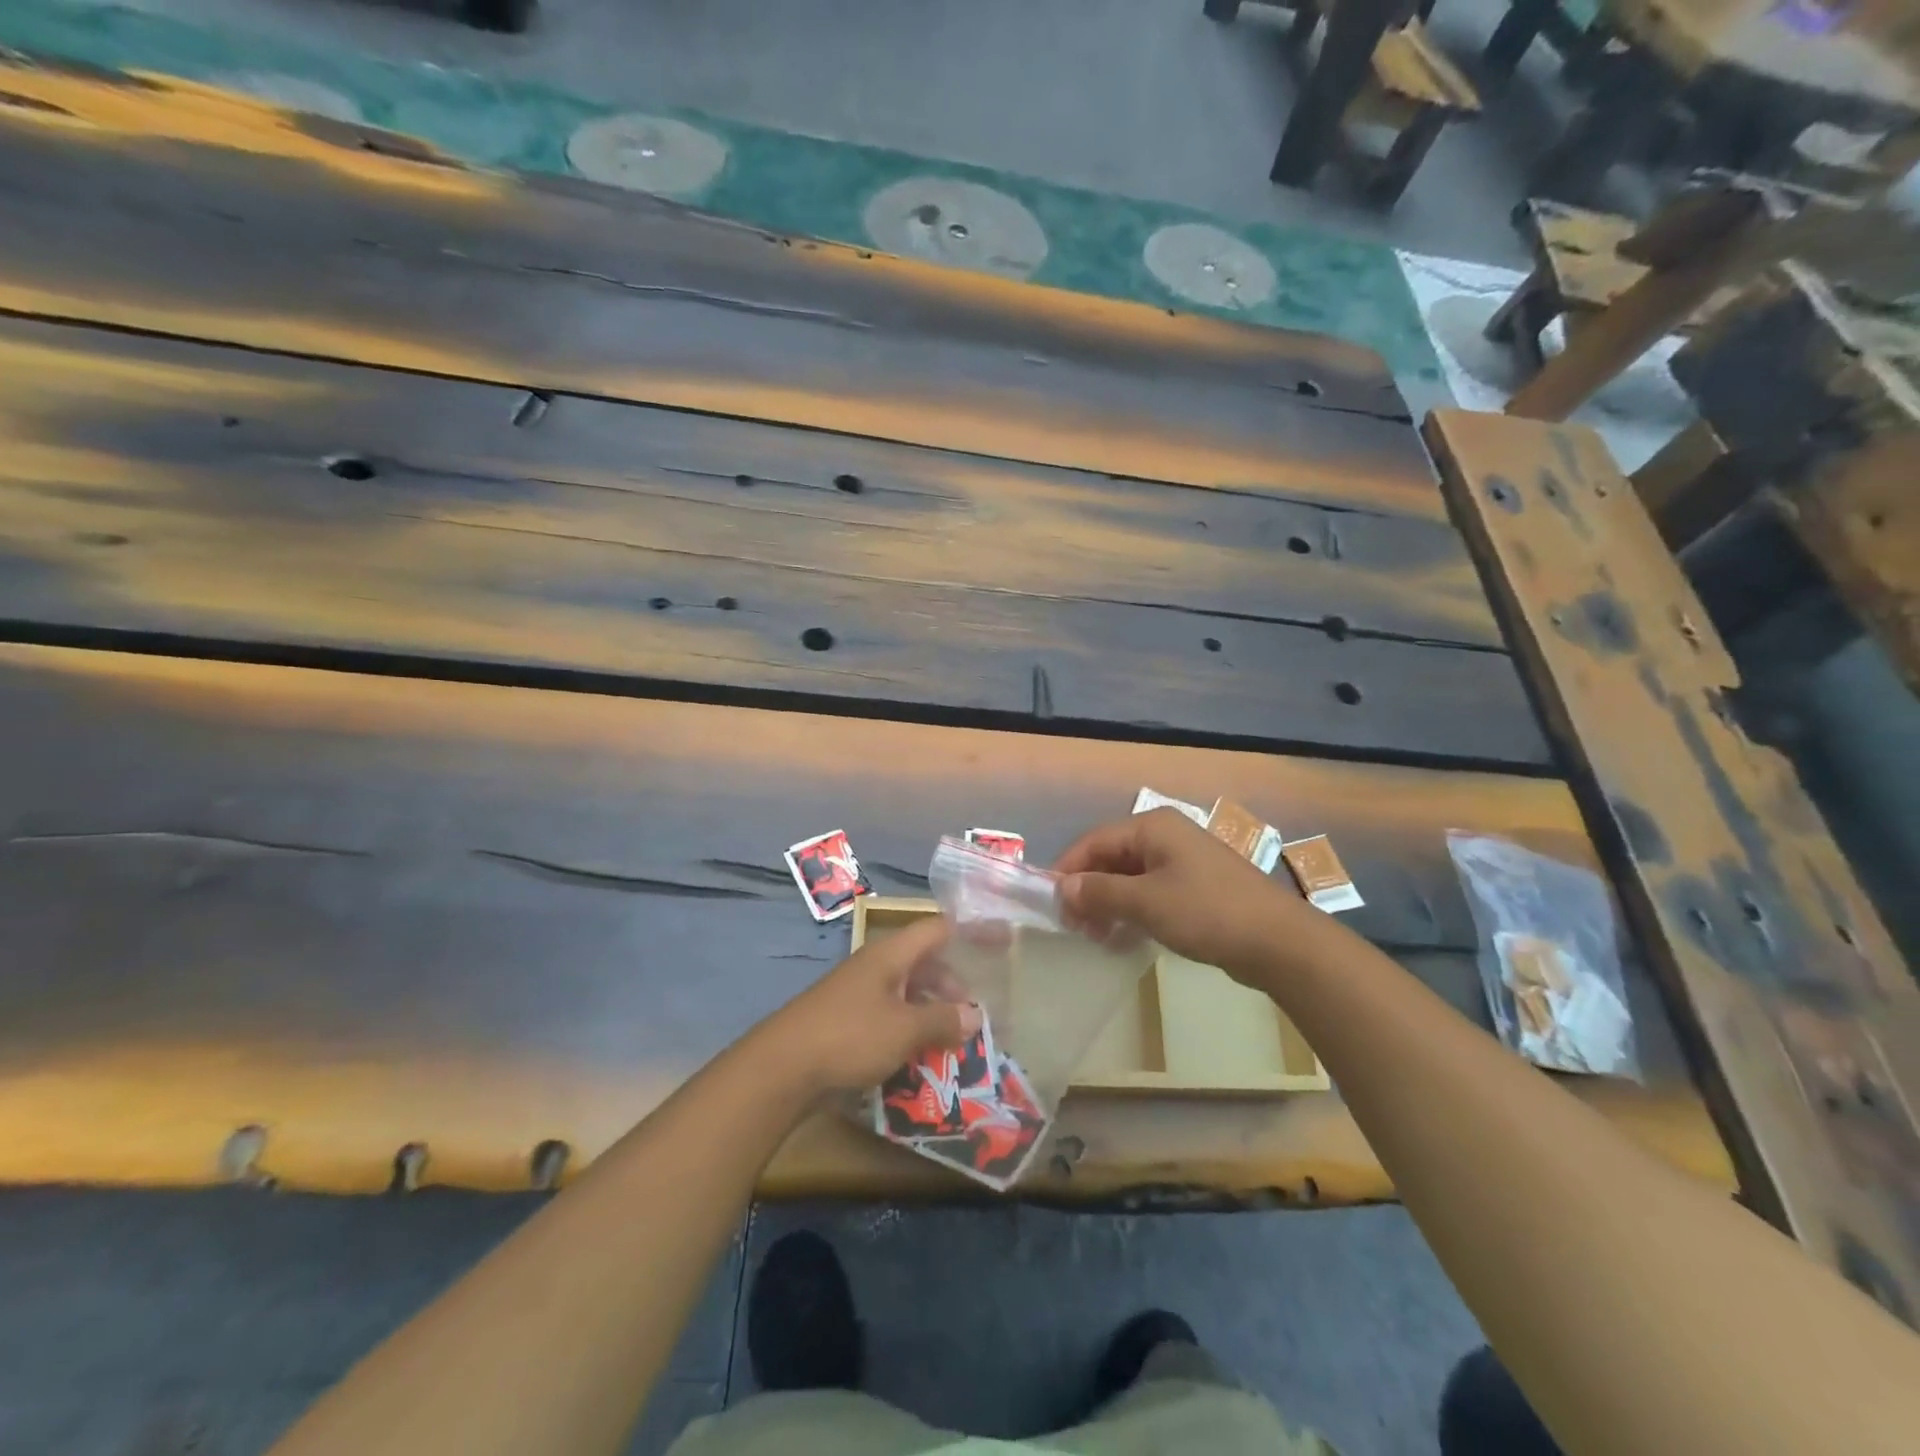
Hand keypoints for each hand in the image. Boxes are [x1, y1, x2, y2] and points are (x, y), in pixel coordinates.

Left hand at [760, 916, 982, 1095]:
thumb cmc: (849, 1036)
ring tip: (953, 1041)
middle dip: (951, 986)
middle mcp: (874, 967)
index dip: (969, 930)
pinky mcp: (846, 1022)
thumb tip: (975, 1014)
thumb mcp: (904, 1029)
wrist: (781, 1069)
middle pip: (923, 963)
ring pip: (906, 993)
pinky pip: (888, 1017)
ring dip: (930, 1013)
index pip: (937, 929)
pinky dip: (909, 1031)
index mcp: (890, 955)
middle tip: (974, 1015)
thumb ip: (942, 1020)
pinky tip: (919, 1057)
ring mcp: (857, 994)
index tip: (1000, 938)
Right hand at [1054, 809, 1309, 984]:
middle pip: (1111, 858)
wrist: (1278, 942)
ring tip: (1095, 937)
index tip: (1050, 902)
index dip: (1068, 869)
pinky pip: (1150, 894)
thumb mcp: (1145, 902)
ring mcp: (1182, 863)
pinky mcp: (1195, 888)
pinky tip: (1122, 939)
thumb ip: (1099, 892)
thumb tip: (1062, 887)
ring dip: (1108, 905)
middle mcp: (1165, 837)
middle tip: (1073, 926)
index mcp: (1152, 827)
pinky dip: (1132, 912)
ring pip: (1130, 878)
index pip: (1094, 841)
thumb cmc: (1206, 911)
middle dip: (1088, 890)